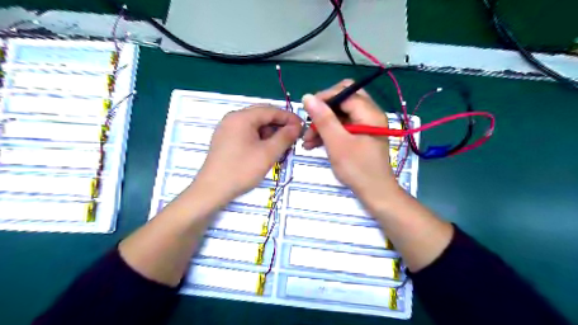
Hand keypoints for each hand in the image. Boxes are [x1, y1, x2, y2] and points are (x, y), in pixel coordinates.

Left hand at [193, 105, 302, 203]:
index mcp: (242, 117)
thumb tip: (296, 126)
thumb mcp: (267, 153)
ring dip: (270, 133)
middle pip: (262, 116)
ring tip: (281, 146)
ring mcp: (227, 129)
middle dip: (279, 125)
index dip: (288, 117)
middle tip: (293, 137)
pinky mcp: (225, 139)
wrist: (212, 190)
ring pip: (254, 125)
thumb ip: (284, 137)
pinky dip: (259, 138)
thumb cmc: (241, 170)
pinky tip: (266, 149)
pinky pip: (247, 133)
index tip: (302, 127)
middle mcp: (233, 118)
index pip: (270, 110)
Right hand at [302, 79, 403, 202]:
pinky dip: (329, 132)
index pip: (344, 92)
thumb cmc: (358, 169)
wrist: (375, 193)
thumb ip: (323, 119)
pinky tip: (315, 144)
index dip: (324, 98)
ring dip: (323, 124)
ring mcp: (365, 125)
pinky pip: (343, 126)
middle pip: (343, 100)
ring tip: (307, 141)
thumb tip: (307, 96)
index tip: (307, 112)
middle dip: (323, 111)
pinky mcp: (361, 135)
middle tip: (310, 124)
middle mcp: (370, 114)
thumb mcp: (337, 143)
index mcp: (369, 113)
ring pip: (340, 114)